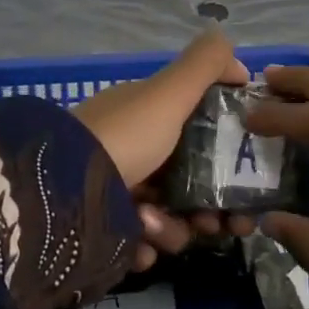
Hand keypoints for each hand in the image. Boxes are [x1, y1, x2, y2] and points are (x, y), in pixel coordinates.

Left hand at [73, 32, 254, 270]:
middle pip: (190, 184)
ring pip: (170, 218)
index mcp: (147, 119)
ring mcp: (118, 194)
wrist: (58, 192)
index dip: (228, 156)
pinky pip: (141, 244)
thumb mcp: (167, 92)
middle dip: (211, 206)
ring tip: (154, 226)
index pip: (199, 134)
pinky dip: (145, 247)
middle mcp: (134, 153)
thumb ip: (204, 66)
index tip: (250, 178)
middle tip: (224, 225)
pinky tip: (139, 246)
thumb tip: (240, 60)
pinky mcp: (106, 232)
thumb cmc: (124, 137)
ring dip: (173, 228)